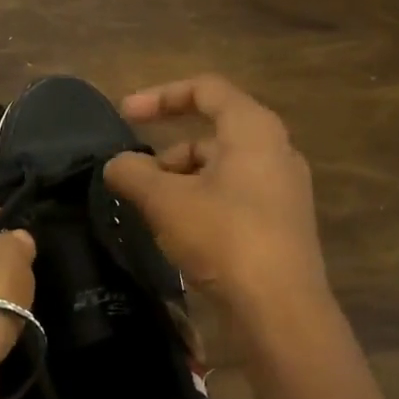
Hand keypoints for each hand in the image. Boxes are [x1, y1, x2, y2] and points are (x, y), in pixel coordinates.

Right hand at [103, 74, 327, 315]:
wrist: (280, 309)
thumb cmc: (223, 237)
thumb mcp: (165, 201)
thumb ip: (133, 173)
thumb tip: (116, 165)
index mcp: (253, 129)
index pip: (206, 89)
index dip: (160, 95)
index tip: (124, 114)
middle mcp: (275, 150)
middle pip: (212, 133)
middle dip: (167, 151)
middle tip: (135, 178)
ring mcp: (282, 188)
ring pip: (221, 168)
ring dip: (181, 180)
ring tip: (152, 211)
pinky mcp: (281, 223)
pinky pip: (234, 195)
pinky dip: (202, 201)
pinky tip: (180, 232)